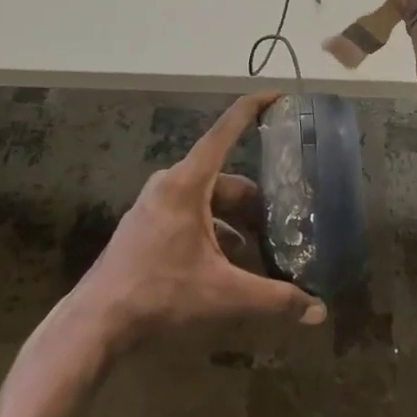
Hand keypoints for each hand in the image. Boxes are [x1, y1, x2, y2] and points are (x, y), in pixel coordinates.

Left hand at [74, 92, 326, 350]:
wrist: (98, 321)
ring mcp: (155, 203)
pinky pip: (190, 212)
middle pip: (223, 177)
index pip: (225, 131)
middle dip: (253, 199)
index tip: (277, 94)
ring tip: (259, 247)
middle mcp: (170, 183)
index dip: (252, 108)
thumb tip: (319, 310)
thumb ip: (274, 299)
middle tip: (282, 220)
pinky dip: (213, 229)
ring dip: (233, 218)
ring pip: (207, 198)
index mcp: (188, 183)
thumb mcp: (223, 295)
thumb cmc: (161, 294)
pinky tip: (227, 261)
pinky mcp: (147, 223)